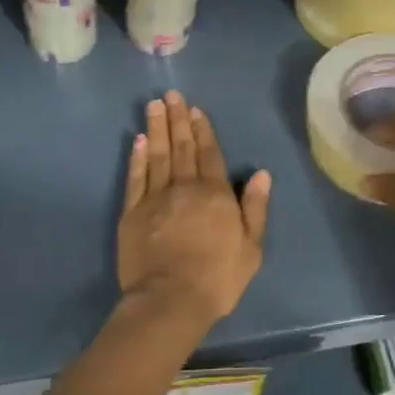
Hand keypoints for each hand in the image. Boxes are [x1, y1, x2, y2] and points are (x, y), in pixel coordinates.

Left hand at [118, 90, 271, 324]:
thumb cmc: (218, 277)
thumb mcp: (251, 247)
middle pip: (182, 147)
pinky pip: (136, 177)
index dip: (203, 130)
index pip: (209, 153)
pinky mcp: (132, 213)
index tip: (195, 109)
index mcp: (214, 194)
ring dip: (156, 128)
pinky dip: (137, 157)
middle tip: (172, 95)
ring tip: (154, 105)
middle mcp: (184, 187)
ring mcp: (155, 198)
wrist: (170, 300)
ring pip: (157, 155)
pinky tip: (137, 140)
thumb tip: (262, 174)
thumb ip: (255, 208)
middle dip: (178, 119)